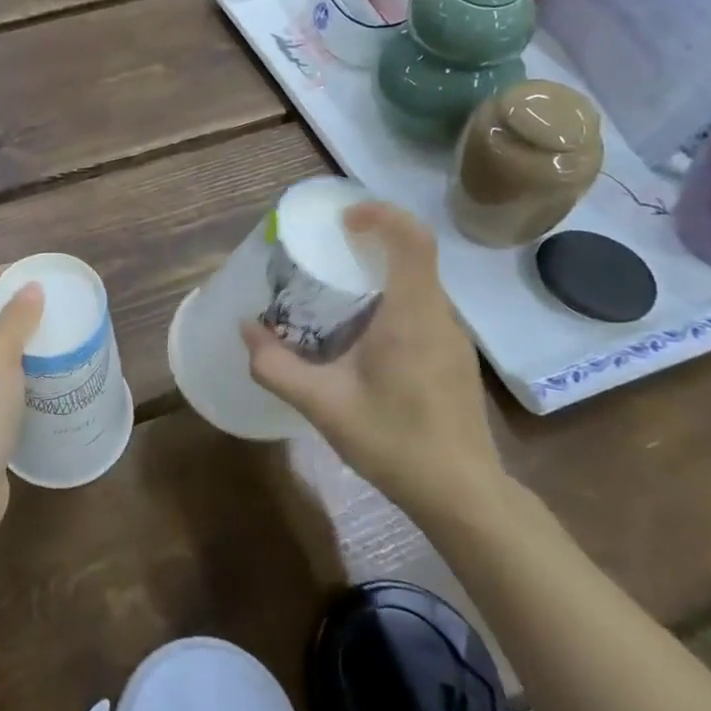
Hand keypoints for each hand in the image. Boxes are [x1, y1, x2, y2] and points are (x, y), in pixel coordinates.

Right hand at [243, 202, 506, 522]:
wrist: (463, 497)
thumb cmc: (395, 441)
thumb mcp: (323, 405)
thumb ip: (277, 366)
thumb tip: (246, 331)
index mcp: (412, 314)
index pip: (412, 238)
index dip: (381, 214)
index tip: (343, 220)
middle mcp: (440, 316)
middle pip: (415, 254)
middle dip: (373, 239)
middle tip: (329, 250)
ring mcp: (453, 338)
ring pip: (420, 282)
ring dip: (382, 272)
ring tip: (339, 291)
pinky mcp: (455, 358)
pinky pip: (424, 308)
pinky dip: (393, 299)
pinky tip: (364, 336)